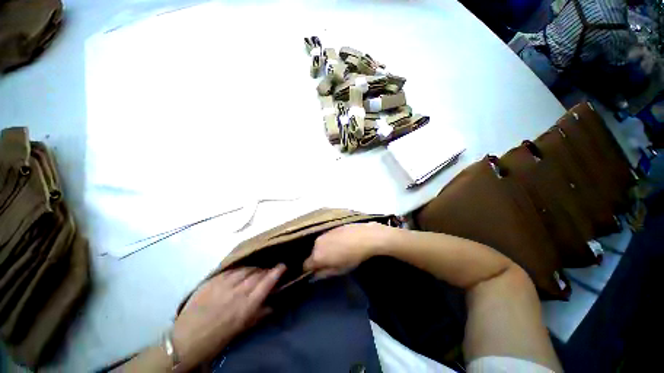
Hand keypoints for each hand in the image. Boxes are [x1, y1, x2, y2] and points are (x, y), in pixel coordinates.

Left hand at [172, 265, 285, 369]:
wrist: (185, 341)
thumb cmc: (217, 338)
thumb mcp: (241, 330)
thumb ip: (259, 315)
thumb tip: (273, 305)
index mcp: (246, 306)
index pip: (267, 283)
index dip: (277, 272)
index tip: (283, 265)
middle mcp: (237, 292)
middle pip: (257, 273)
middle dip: (265, 270)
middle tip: (268, 271)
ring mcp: (224, 285)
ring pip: (245, 269)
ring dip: (253, 269)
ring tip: (254, 271)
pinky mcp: (212, 281)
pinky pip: (231, 270)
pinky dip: (239, 270)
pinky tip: (239, 272)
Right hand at [303, 222, 392, 276]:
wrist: (365, 236)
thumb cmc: (352, 256)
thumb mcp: (339, 270)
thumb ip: (323, 274)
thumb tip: (313, 276)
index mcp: (317, 255)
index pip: (305, 265)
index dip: (310, 270)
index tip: (318, 272)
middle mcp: (316, 243)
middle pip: (312, 254)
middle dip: (318, 259)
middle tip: (331, 262)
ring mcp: (324, 233)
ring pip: (319, 245)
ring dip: (324, 250)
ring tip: (337, 252)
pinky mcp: (331, 228)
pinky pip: (326, 238)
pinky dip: (329, 242)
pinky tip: (340, 243)